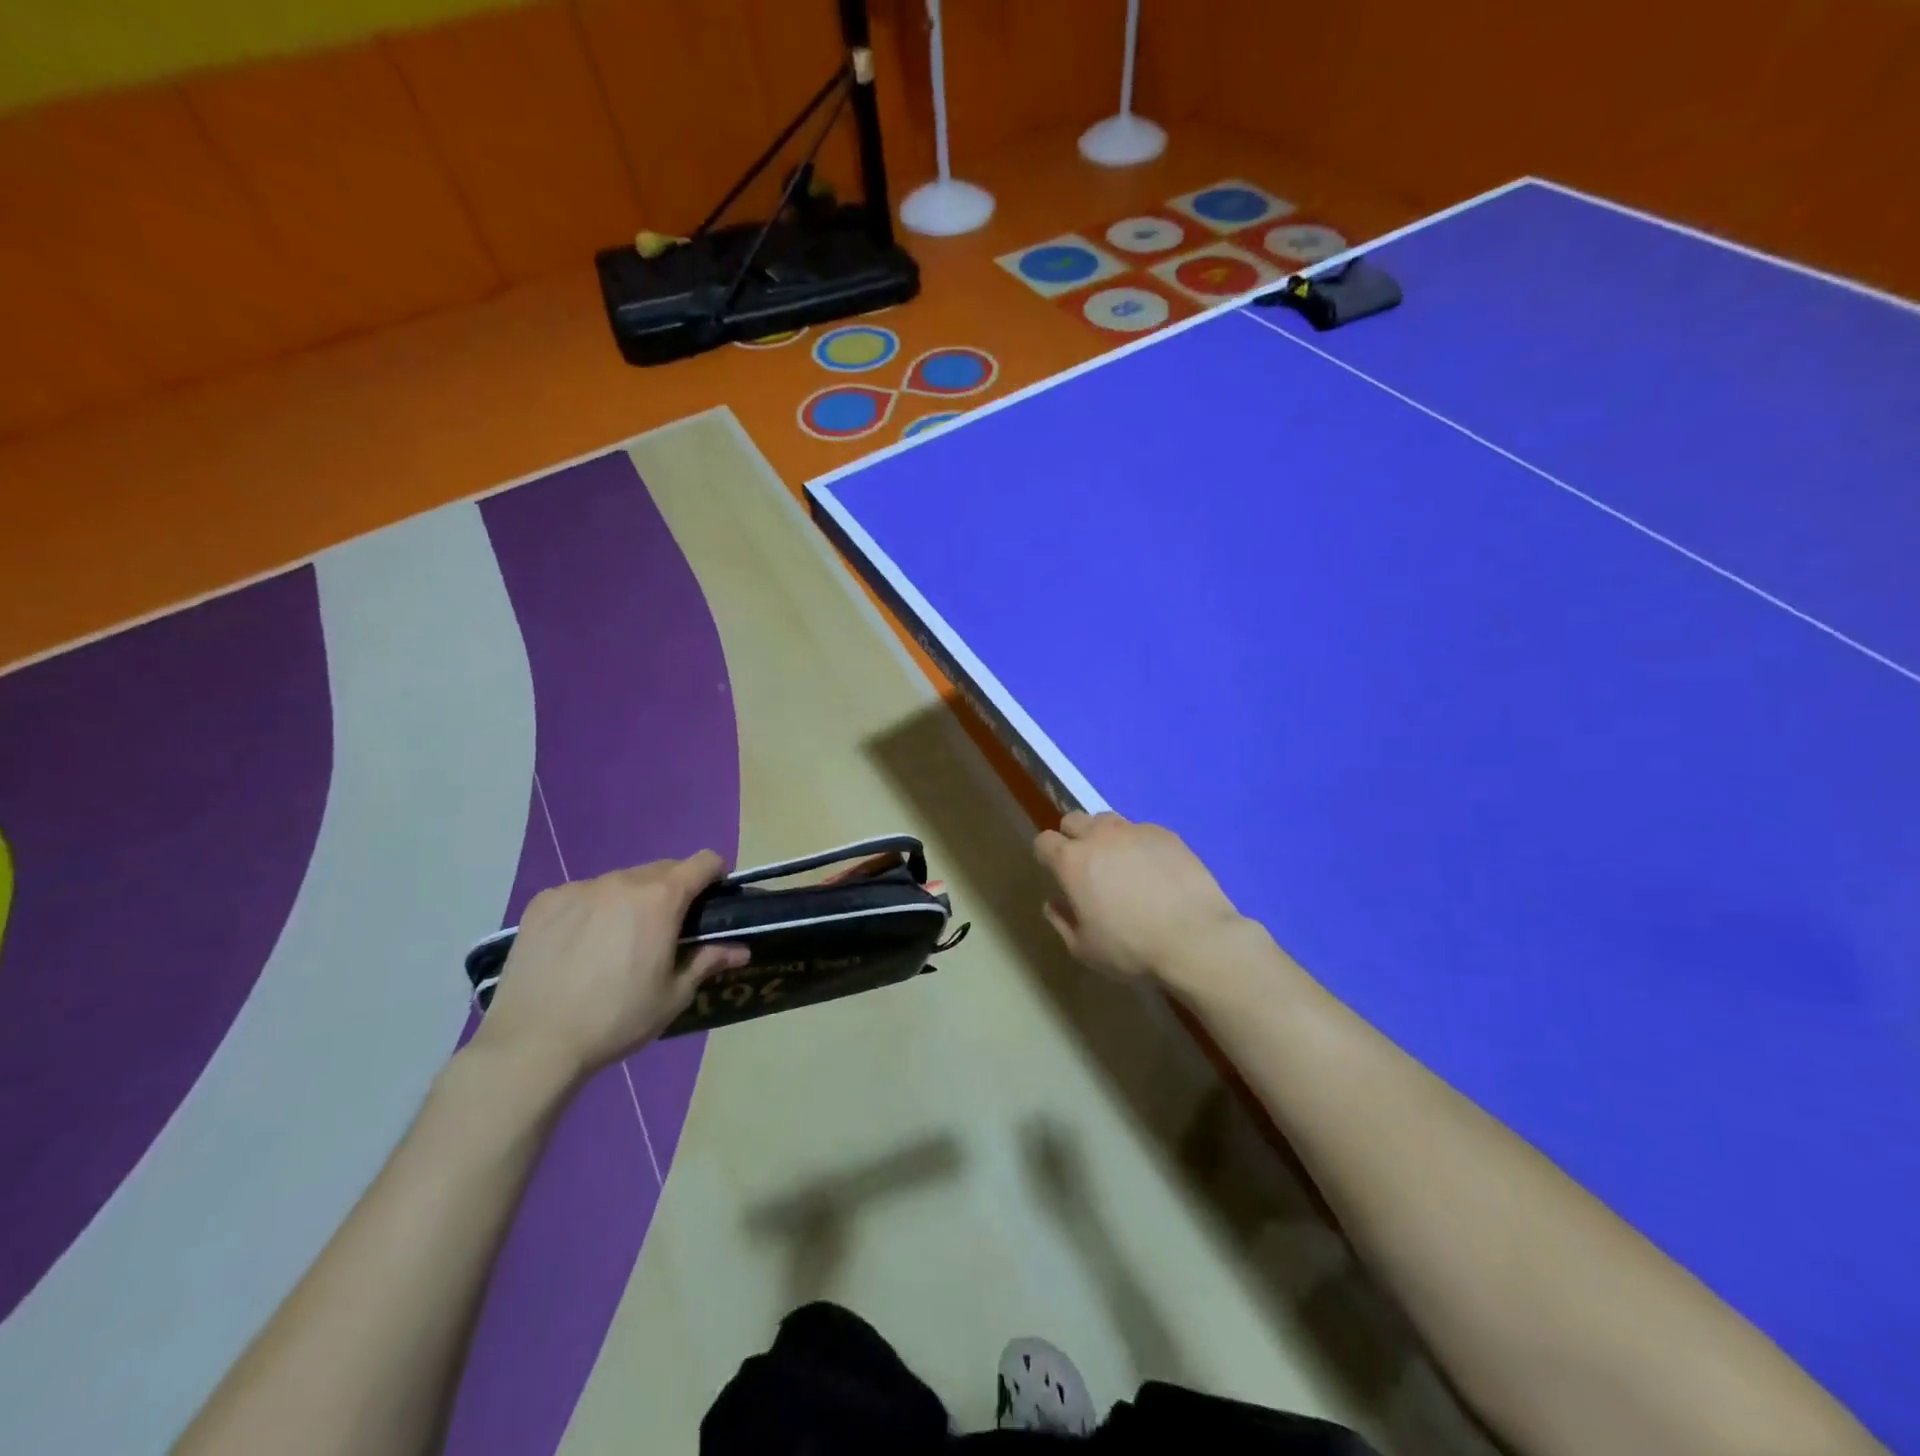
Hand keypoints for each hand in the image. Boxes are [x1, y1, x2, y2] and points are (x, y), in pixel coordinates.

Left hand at [475, 853, 746, 1086]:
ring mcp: (579, 888)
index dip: (715, 875)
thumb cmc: (616, 1019)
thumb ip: (708, 961)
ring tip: (616, 941)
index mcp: (660, 899)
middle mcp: (622, 881)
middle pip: (661, 869)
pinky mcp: (544, 902)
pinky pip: (581, 894)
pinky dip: (590, 909)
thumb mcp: (673, 995)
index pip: (703, 861)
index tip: (712, 900)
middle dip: (672, 891)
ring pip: (619, 882)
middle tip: (665, 930)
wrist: (532, 1043)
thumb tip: (742, 949)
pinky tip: (577, 946)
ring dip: (630, 900)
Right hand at [1033, 812, 1248, 991]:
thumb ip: (1062, 921)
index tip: (1055, 873)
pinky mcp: (1166, 834)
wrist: (1196, 938)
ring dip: (1104, 836)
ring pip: (1107, 820)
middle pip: (1073, 819)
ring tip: (1119, 863)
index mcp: (1072, 862)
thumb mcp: (1085, 949)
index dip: (1046, 856)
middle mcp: (1099, 836)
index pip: (1044, 841)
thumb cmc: (1131, 948)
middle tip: (1085, 866)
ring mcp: (1135, 831)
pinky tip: (1154, 870)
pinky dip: (1138, 844)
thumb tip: (1054, 902)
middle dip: (1072, 837)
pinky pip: (1141, 830)